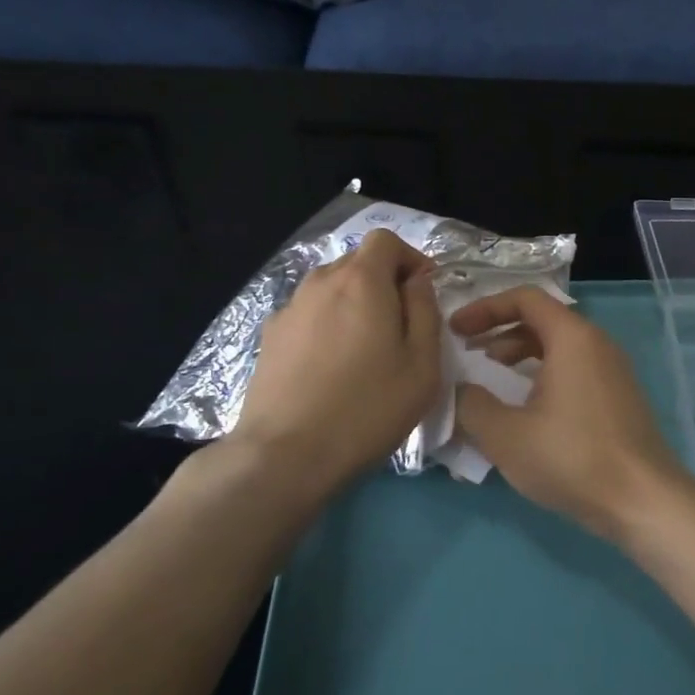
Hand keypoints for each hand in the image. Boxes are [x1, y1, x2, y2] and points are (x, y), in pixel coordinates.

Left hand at [221, 229, 441, 496]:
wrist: (285, 454)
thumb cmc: (368, 408)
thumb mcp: (422, 364)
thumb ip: (425, 311)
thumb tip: (416, 282)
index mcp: (361, 281)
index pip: (385, 239)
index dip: (409, 258)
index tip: (423, 292)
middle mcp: (320, 282)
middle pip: (357, 263)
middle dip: (383, 282)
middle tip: (400, 327)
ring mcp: (289, 309)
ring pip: (331, 289)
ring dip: (354, 305)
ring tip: (365, 350)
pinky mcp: (269, 337)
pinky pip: (309, 315)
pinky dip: (327, 326)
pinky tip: (331, 368)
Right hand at [451, 287, 688, 539]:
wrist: (643, 501)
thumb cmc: (572, 458)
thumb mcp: (505, 435)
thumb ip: (471, 404)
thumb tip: (459, 389)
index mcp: (572, 337)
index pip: (525, 298)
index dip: (484, 308)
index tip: (456, 329)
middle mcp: (597, 343)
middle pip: (542, 319)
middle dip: (499, 330)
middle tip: (468, 352)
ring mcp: (613, 370)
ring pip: (559, 346)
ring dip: (520, 354)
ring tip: (491, 377)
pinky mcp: (618, 397)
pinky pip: (574, 369)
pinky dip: (543, 374)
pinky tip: (526, 407)